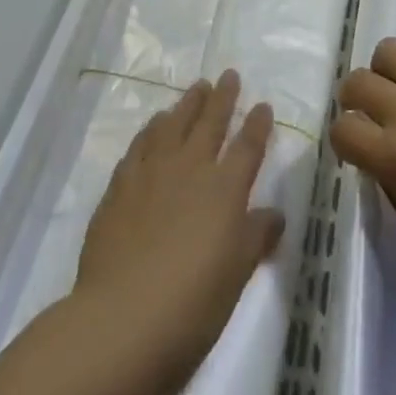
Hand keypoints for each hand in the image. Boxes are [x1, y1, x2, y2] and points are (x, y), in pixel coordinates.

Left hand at [71, 71, 284, 394]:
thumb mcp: (236, 276)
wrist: (121, 319)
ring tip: (196, 88)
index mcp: (225, 190)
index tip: (262, 105)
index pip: (247, 147)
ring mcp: (152, 173)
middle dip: (222, 98)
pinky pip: (141, 144)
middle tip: (229, 75)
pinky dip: (152, 129)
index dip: (257, 125)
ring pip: (173, 124)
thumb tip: (274, 214)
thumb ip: (256, 238)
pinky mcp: (121, 185)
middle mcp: (190, 169)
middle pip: (210, 123)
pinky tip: (155, 125)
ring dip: (187, 104)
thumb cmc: (191, 305)